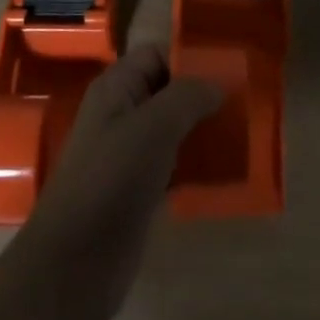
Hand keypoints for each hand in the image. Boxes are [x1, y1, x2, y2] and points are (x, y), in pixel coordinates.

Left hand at [15, 43, 222, 319]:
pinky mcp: (139, 190)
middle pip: (168, 92)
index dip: (189, 58)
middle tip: (245, 106)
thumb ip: (187, 97)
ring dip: (204, 132)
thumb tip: (217, 85)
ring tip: (244, 136)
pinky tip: (227, 173)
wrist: (74, 264)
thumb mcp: (153, 127)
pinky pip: (175, 165)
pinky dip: (198, 167)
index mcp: (116, 88)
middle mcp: (122, 114)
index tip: (230, 72)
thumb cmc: (111, 180)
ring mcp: (129, 154)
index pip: (157, 55)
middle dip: (203, 97)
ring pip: (174, 130)